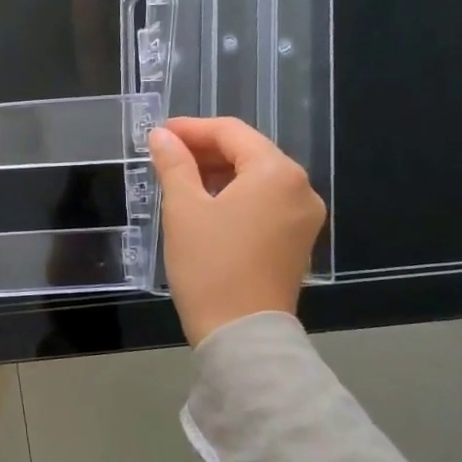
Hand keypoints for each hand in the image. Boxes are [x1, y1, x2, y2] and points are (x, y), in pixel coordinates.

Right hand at [148, 117, 325, 345]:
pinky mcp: (297, 240)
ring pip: (257, 178)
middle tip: (164, 155)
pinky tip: (205, 204)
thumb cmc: (210, 264)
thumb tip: (161, 135)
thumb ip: (174, 164)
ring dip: (218, 172)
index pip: (232, 132)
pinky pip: (265, 202)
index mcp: (276, 173)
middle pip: (249, 152)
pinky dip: (235, 195)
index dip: (191, 128)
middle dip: (205, 150)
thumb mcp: (183, 208)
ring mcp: (303, 217)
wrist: (241, 333)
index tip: (158, 133)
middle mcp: (300, 188)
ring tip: (178, 179)